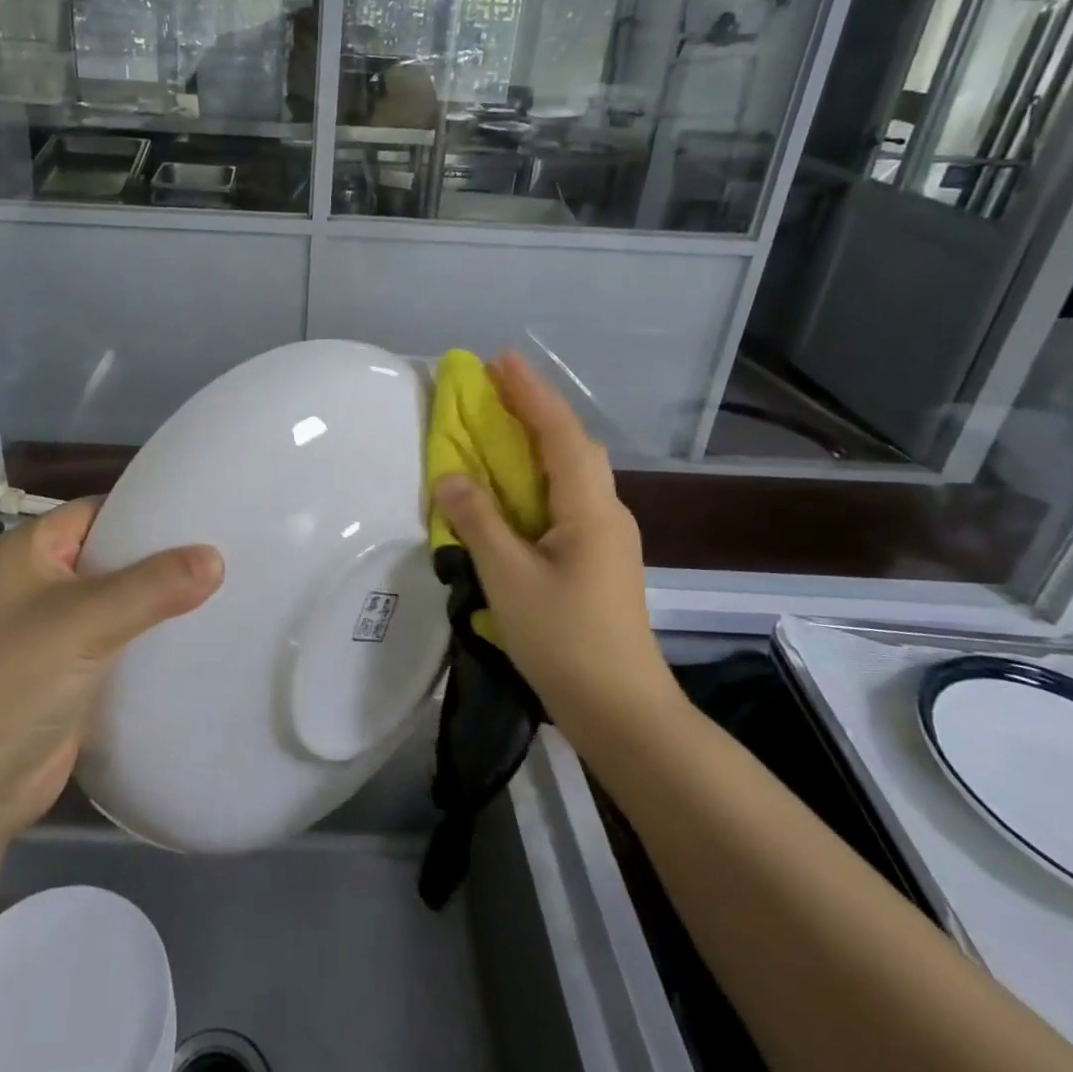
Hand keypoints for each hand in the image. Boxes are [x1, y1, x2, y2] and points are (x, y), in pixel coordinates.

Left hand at [0, 500, 221, 867]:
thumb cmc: (8, 684)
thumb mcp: (83, 621)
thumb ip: (152, 586)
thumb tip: (217, 557)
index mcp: (28, 552)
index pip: (98, 512)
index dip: (148, 509)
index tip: (207, 511)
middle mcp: (39, 585)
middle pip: (113, 558)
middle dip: (164, 559)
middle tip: (228, 552)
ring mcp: (54, 634)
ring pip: (120, 605)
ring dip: (162, 604)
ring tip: (227, 591)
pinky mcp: (70, 677)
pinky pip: (120, 646)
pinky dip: (152, 643)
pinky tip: (200, 639)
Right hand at [430, 351, 678, 734]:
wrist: (623, 711)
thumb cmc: (565, 640)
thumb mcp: (509, 578)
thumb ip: (478, 521)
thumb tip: (449, 476)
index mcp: (589, 508)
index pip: (558, 433)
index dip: (529, 393)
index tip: (499, 360)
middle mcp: (605, 512)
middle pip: (572, 445)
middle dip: (536, 409)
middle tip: (496, 388)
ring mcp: (607, 538)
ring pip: (572, 472)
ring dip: (539, 441)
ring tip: (501, 427)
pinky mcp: (598, 560)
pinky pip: (566, 498)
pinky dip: (539, 476)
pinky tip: (517, 490)